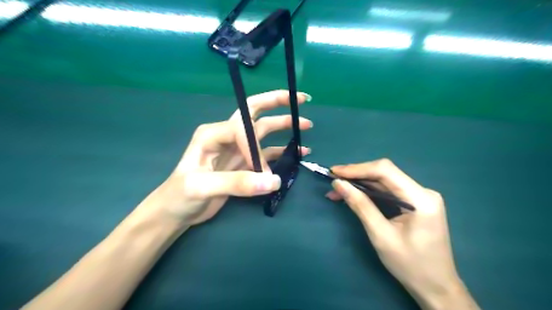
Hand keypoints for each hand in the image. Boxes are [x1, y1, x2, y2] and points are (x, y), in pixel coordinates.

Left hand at [140, 91, 312, 225]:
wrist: (177, 212)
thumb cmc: (180, 195)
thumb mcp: (202, 187)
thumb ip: (237, 183)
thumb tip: (274, 180)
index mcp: (213, 133)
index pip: (242, 128)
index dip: (255, 147)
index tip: (262, 171)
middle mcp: (227, 135)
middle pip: (254, 112)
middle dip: (277, 103)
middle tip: (300, 99)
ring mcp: (237, 149)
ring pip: (264, 132)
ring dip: (284, 127)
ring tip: (306, 125)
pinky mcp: (244, 163)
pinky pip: (267, 153)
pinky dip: (283, 151)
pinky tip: (298, 152)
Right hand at [327, 159, 479, 308]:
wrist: (436, 287)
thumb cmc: (410, 265)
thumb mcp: (380, 235)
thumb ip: (360, 206)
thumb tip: (338, 184)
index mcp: (421, 198)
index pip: (385, 171)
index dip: (357, 169)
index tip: (334, 172)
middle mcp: (422, 191)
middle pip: (384, 173)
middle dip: (356, 175)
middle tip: (333, 180)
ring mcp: (419, 196)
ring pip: (384, 181)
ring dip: (360, 184)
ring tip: (337, 189)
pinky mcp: (414, 202)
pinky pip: (388, 191)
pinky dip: (368, 192)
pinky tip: (353, 195)